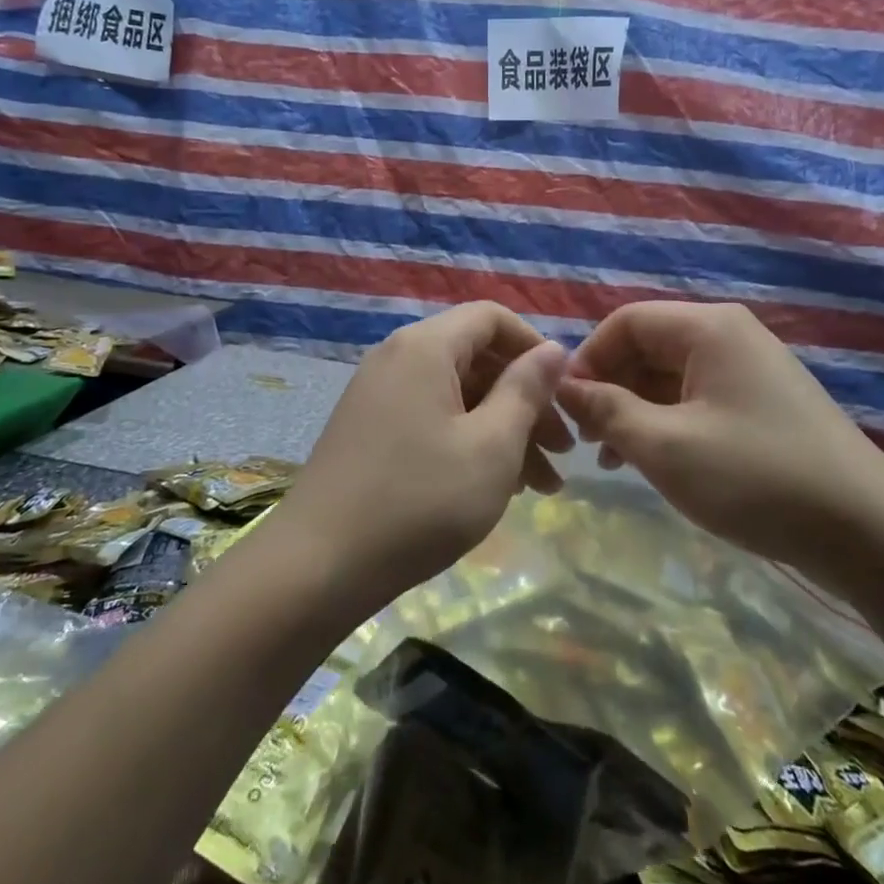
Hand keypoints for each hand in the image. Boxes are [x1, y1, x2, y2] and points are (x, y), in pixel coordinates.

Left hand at [275, 303, 570, 609]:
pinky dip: (467, 440)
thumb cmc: (420, 501)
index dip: (535, 347)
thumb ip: (526, 390)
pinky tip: (494, 486)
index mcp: (425, 346)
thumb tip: (553, 350)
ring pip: (456, 394)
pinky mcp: (369, 428)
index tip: (565, 394)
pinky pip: (431, 417)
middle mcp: (398, 356)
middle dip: (525, 400)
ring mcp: (378, 393)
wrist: (319, 565)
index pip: (491, 317)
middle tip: (563, 453)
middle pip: (476, 358)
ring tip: (540, 485)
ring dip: (502, 429)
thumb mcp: (491, 446)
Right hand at [554, 302, 883, 589]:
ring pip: (671, 376)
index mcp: (708, 328)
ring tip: (613, 458)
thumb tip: (564, 388)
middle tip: (588, 439)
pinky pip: (698, 399)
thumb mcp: (665, 446)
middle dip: (610, 387)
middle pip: (648, 346)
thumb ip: (606, 411)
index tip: (566, 408)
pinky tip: (654, 461)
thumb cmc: (756, 477)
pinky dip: (668, 423)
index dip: (588, 359)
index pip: (625, 322)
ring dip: (635, 410)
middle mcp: (730, 336)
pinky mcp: (764, 404)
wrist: (869, 533)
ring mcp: (751, 370)